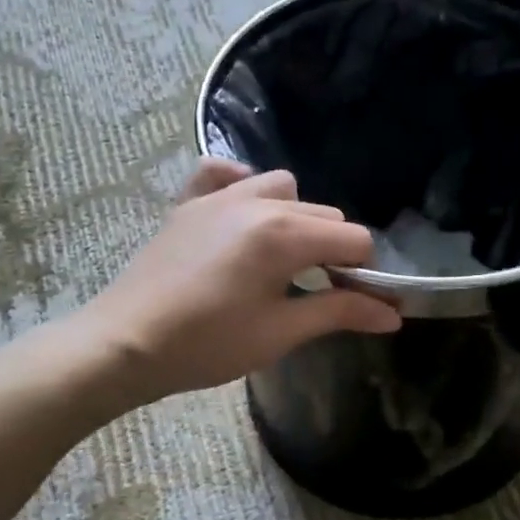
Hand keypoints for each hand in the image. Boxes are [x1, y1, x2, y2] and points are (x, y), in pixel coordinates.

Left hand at [76, 159, 400, 405]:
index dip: (365, 273)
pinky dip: (242, 185)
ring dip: (297, 217)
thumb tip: (394, 313)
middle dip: (335, 250)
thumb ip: (339, 313)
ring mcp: (218, 197)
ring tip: (284, 258)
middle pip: (323, 215)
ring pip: (283, 188)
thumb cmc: (207, 345)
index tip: (359, 303)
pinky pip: (223, 173)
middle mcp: (257, 202)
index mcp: (284, 234)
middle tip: (322, 291)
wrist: (125, 344)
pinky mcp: (188, 204)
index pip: (353, 240)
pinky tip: (242, 213)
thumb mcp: (280, 333)